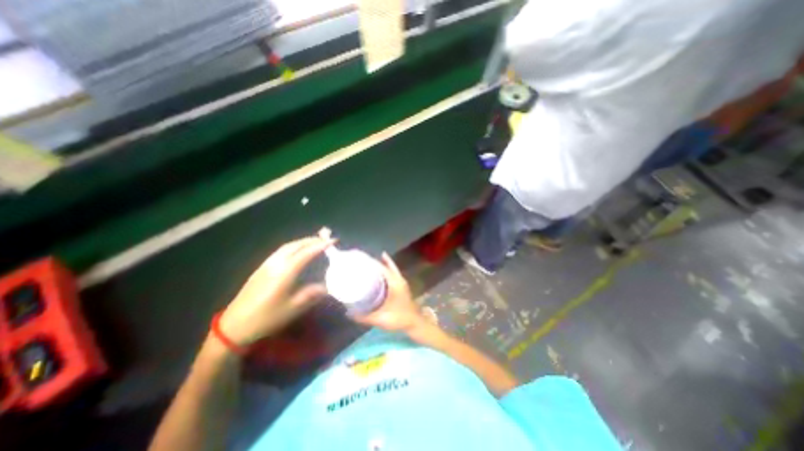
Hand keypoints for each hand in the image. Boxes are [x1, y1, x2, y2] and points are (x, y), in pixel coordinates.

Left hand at [217, 237, 332, 344]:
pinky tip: (298, 250)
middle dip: (312, 240)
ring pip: (287, 246)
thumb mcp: (292, 309)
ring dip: (303, 241)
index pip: (305, 254)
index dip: (320, 246)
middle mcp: (275, 264)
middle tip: (327, 239)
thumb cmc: (266, 318)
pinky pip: (281, 250)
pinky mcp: (261, 268)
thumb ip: (311, 294)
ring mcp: (266, 264)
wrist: (233, 326)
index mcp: (284, 273)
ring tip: (315, 242)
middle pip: (296, 245)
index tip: (333, 241)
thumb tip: (327, 287)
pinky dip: (294, 246)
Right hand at [350, 254, 429, 334]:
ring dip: (381, 264)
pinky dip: (386, 269)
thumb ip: (365, 317)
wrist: (416, 322)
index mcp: (395, 283)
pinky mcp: (401, 285)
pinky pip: (392, 273)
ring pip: (390, 268)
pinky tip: (380, 271)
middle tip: (362, 258)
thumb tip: (348, 313)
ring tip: (369, 261)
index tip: (360, 258)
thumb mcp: (381, 319)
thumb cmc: (400, 318)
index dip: (371, 262)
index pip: (382, 267)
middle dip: (374, 261)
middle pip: (386, 265)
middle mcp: (398, 279)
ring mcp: (401, 281)